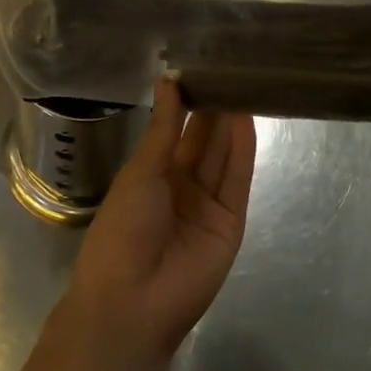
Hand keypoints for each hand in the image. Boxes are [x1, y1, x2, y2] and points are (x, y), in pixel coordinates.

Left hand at [43, 80, 255, 370]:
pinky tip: (247, 119)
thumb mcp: (140, 173)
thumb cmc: (122, 230)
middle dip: (213, 110)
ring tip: (242, 84)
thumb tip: (169, 82)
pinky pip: (237, 180)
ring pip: (221, 157)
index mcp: (150, 177)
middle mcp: (180, 188)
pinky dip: (242, 150)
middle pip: (202, 143)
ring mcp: (207, 205)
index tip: (200, 69)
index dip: (186, 104)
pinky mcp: (231, 221)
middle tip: (229, 70)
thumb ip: (163, 129)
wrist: (133, 301)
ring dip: (231, 124)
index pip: (174, 133)